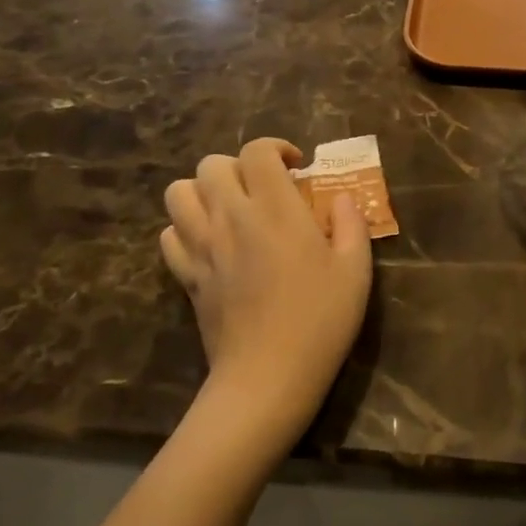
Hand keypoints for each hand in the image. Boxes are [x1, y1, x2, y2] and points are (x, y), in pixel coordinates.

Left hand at [161, 139, 372, 454]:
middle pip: (211, 164)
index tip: (295, 168)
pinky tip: (211, 242)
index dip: (275, 148)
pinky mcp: (187, 276)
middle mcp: (231, 217)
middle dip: (238, 166)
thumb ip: (351, 224)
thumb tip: (341, 199)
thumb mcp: (355, 271)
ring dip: (203, 191)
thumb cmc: (319, 321)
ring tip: (230, 208)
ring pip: (179, 192)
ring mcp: (202, 246)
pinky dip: (185, 228)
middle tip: (263, 190)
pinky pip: (170, 234)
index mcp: (275, 209)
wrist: (267, 378)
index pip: (257, 151)